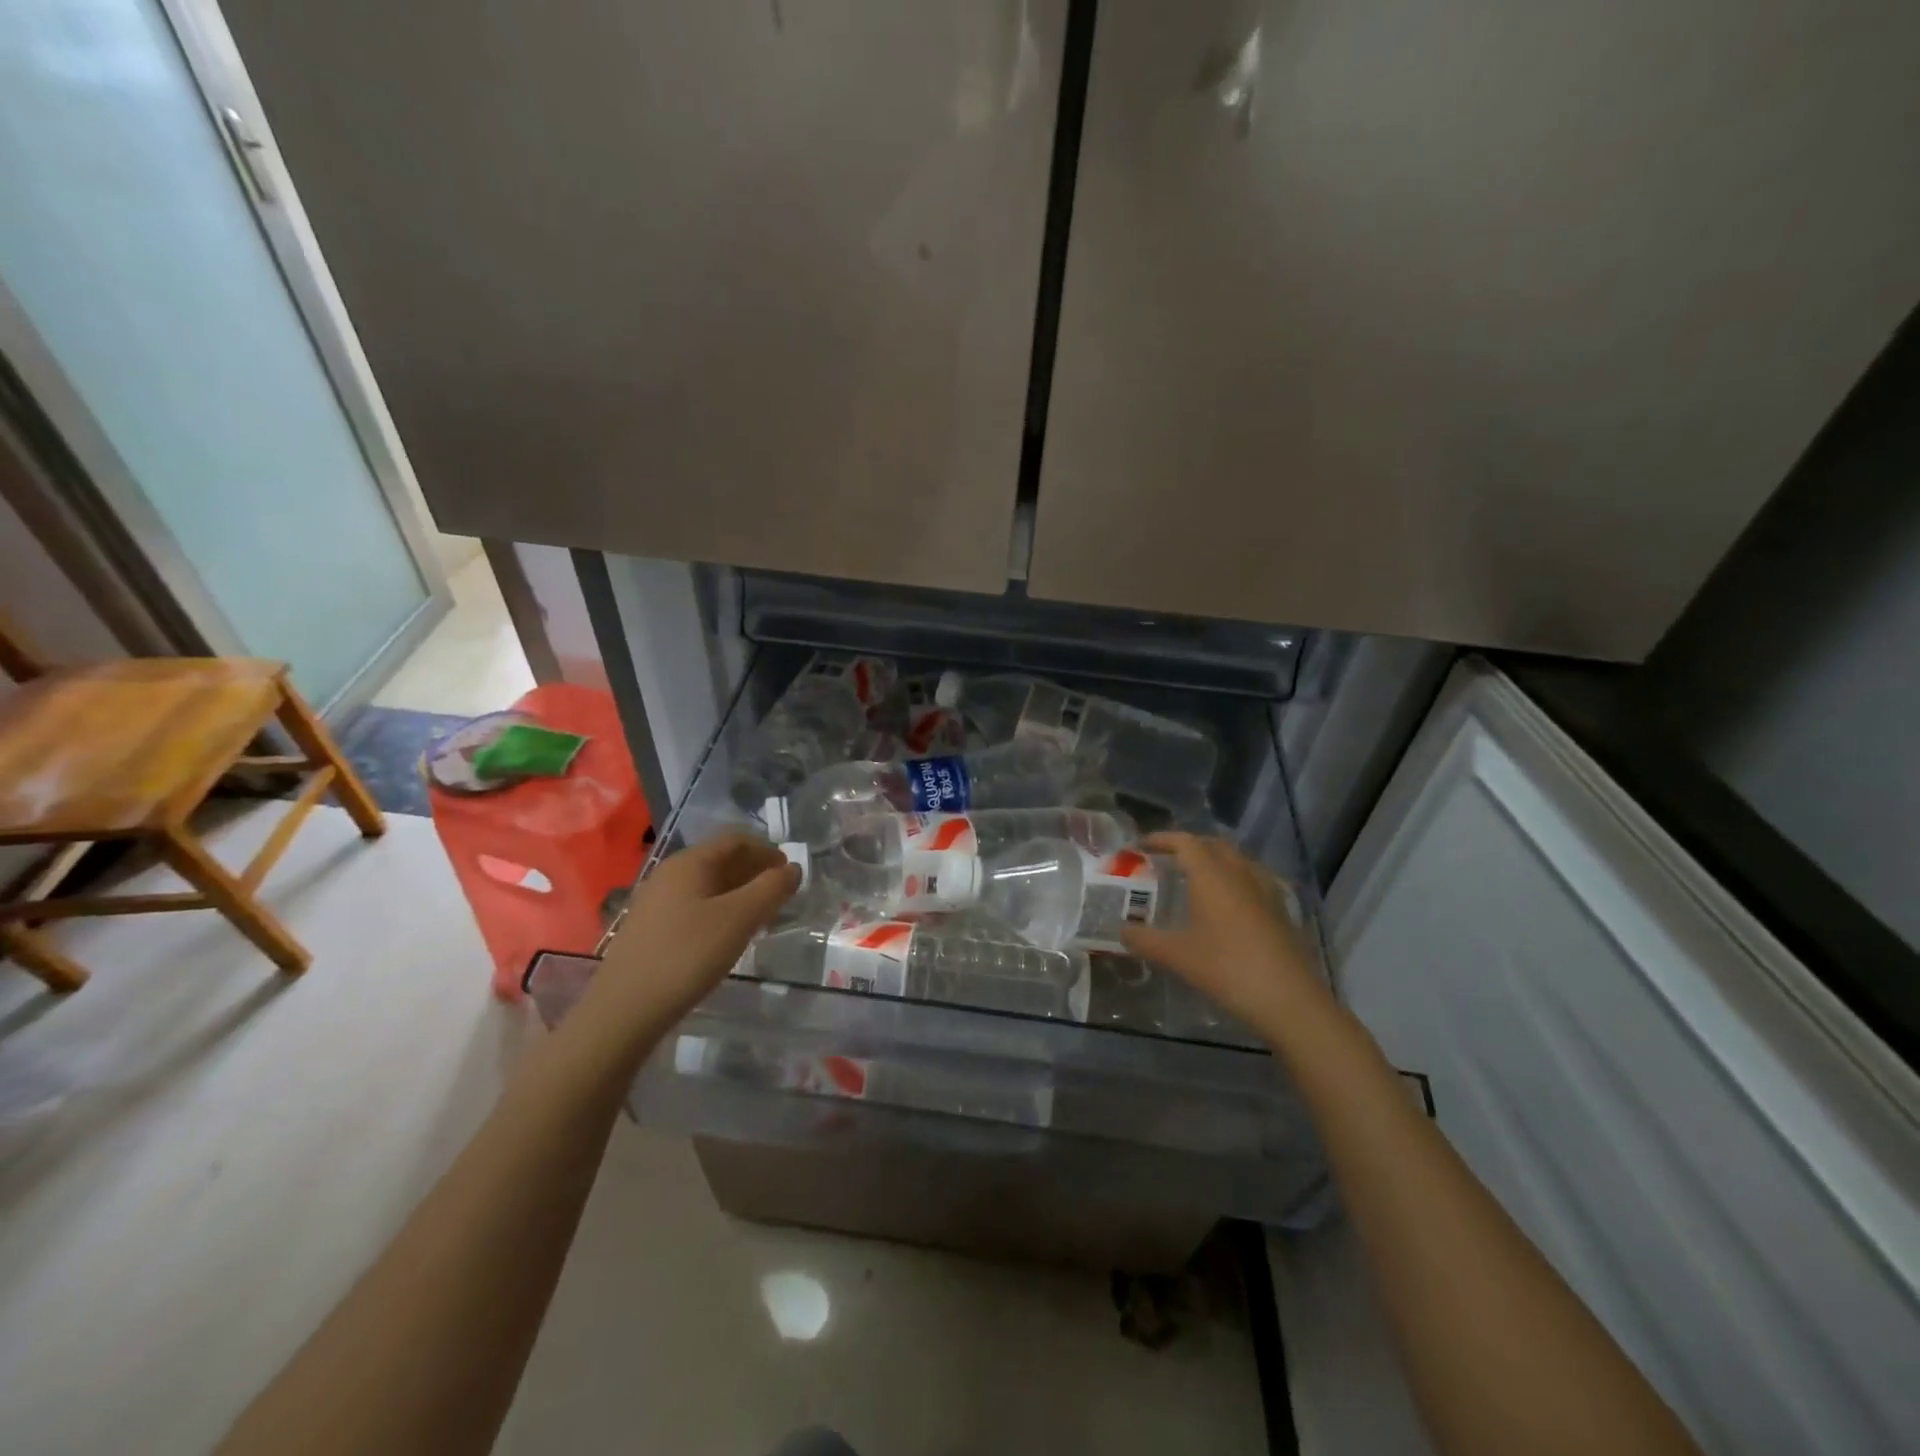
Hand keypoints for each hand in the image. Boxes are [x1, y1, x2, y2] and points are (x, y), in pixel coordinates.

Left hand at [585, 833, 799, 1051]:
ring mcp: (656, 902)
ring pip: (707, 885)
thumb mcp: (739, 919)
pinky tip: (728, 934)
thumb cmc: (687, 955)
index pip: (736, 841)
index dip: (767, 851)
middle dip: (754, 871)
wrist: (624, 1010)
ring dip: (738, 893)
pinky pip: (693, 906)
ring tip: (761, 915)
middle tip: (780, 893)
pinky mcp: (650, 929)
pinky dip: (719, 910)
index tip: (790, 871)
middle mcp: (669, 874)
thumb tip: (793, 868)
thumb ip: (771, 889)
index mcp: (690, 862)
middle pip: (720, 860)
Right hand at [1120, 833, 1327, 1034]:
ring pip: (1238, 860)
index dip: (1161, 839)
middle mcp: (1240, 873)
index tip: (1140, 846)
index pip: (1185, 842)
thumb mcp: (1177, 956)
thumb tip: (1121, 931)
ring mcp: (1266, 890)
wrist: (1289, 999)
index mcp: (1212, 875)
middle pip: (1214, 845)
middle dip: (1189, 846)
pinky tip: (1230, 902)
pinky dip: (1236, 879)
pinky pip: (1255, 879)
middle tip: (1168, 859)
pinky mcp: (1282, 910)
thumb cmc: (1227, 969)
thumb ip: (1145, 940)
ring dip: (1215, 860)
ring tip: (1197, 877)